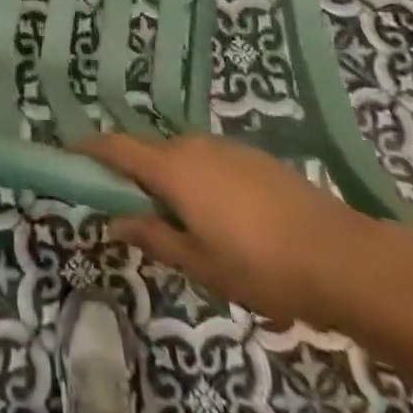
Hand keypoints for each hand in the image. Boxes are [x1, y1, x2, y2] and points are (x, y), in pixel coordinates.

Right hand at [79, 133, 385, 328]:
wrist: (343, 257)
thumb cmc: (260, 267)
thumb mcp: (199, 264)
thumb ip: (152, 237)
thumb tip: (113, 221)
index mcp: (172, 168)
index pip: (117, 147)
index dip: (90, 148)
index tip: (69, 154)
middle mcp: (193, 145)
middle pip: (150, 152)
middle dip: (136, 176)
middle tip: (136, 214)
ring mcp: (227, 147)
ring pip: (182, 158)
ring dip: (172, 180)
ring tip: (187, 226)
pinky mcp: (255, 157)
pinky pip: (210, 162)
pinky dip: (201, 181)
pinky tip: (226, 220)